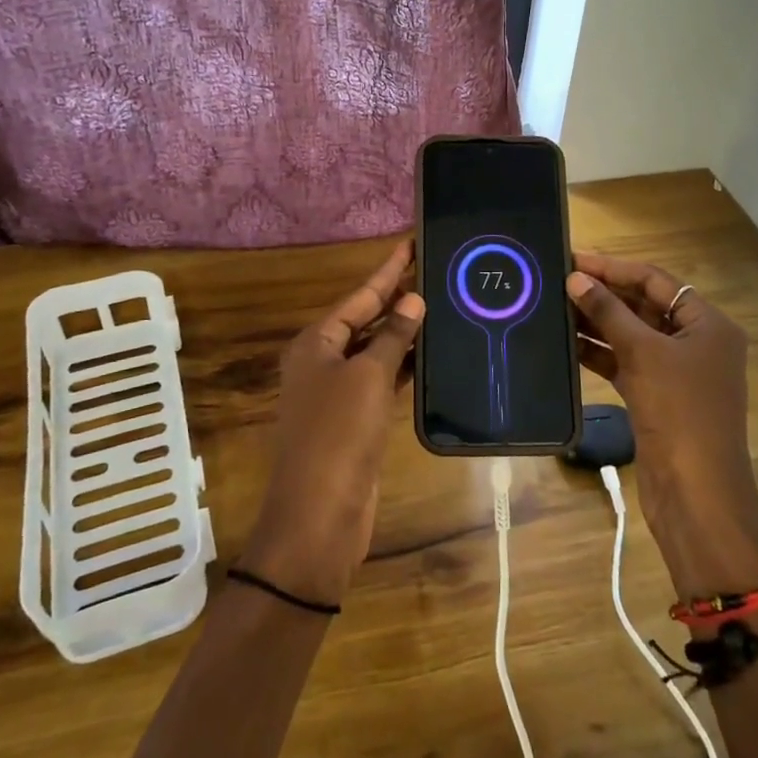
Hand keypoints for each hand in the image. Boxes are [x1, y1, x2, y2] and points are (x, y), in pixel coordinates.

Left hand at [240, 242, 424, 607]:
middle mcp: (323, 361)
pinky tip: (431, 354)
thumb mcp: (367, 377)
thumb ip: (391, 336)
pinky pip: (382, 379)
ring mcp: (338, 392)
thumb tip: (412, 300)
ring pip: (375, 350)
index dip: (387, 270)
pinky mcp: (355, 419)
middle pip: (365, 319)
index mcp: (316, 342)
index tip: (412, 243)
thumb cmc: (338, 435)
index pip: (359, 295)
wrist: (320, 515)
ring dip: (403, 332)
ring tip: (441, 304)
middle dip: (397, 297)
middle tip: (436, 271)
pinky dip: (404, 365)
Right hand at [567, 252, 757, 599]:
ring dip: (597, 323)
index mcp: (708, 324)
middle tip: (557, 280)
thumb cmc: (679, 412)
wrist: (696, 494)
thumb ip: (608, 313)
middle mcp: (695, 342)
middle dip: (603, 294)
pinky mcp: (657, 397)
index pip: (656, 281)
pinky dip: (600, 353)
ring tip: (554, 307)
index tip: (574, 260)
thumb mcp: (643, 354)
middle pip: (644, 306)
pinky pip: (625, 363)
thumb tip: (575, 278)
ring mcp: (676, 372)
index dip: (615, 268)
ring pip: (631, 335)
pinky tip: (567, 343)